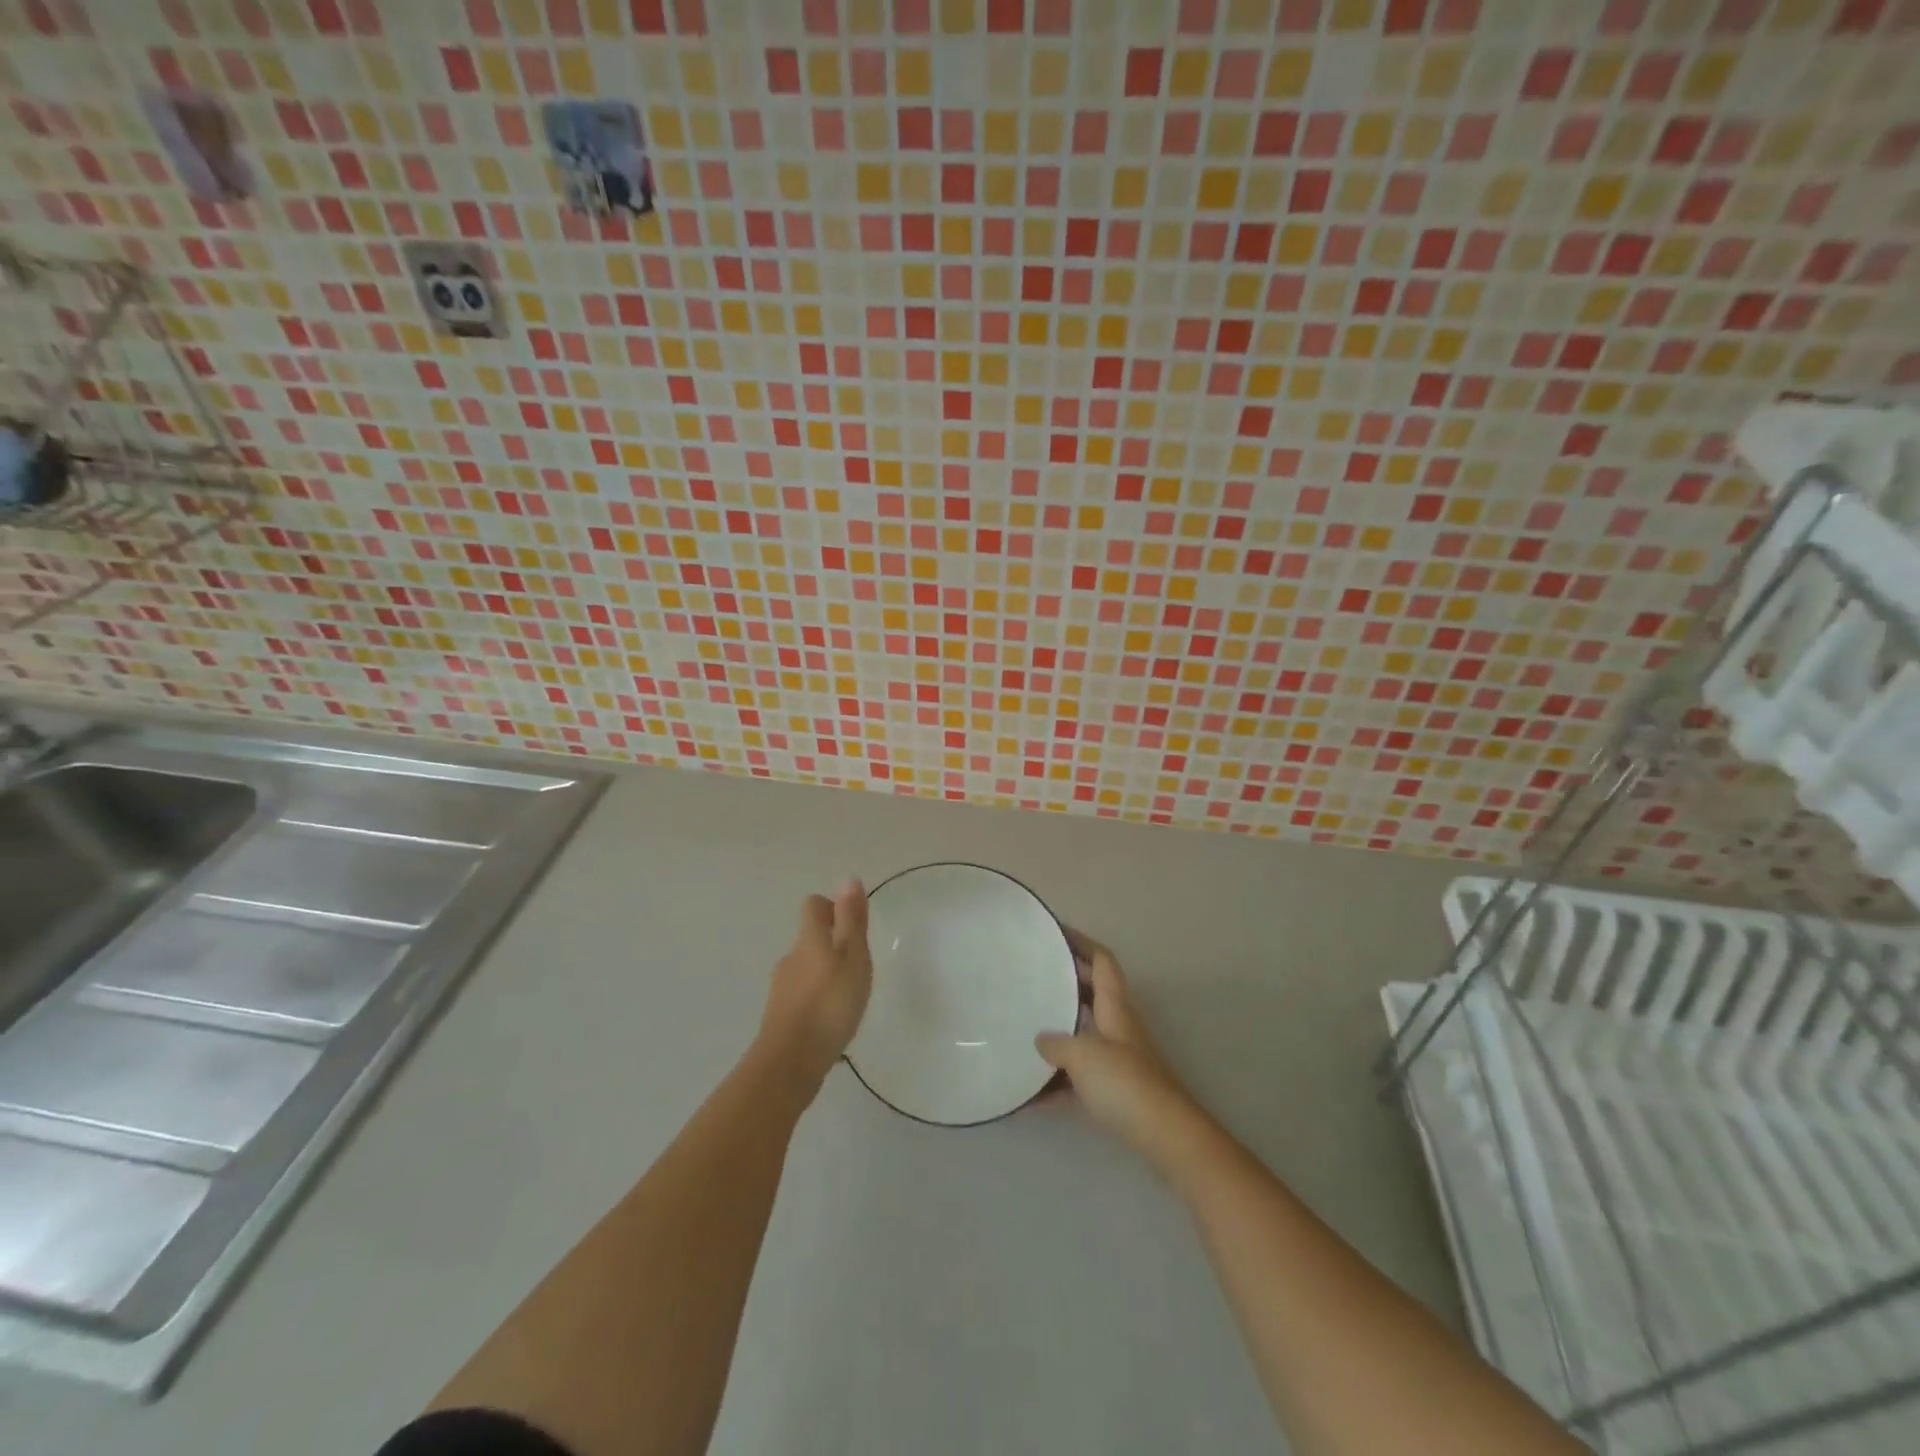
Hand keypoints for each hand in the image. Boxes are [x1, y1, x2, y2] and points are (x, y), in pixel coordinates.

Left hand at [757, 880, 871, 1094]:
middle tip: (859, 963)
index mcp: (809, 939)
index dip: (832, 907)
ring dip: (825, 974)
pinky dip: (817, 1000)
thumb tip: (848, 878)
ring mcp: (782, 989)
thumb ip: (851, 920)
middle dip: (832, 944)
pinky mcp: (781, 1017)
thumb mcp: (852, 956)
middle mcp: (791, 958)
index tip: (853, 925)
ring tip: (849, 994)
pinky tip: (832, 1020)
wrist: (791, 1061)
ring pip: (806, 969)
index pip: (813, 906)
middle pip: (809, 938)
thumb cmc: (830, 1002)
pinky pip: (802, 997)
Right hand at [1037, 931, 1212, 1173]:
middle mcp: (1118, 1026)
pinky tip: (1029, 1096)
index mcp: (1115, 1007)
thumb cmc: (1126, 1085)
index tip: (1055, 931)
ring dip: (1057, 1032)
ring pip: (1083, 1035)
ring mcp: (1118, 1059)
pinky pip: (1078, 1077)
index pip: (1101, 960)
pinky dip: (1056, 1082)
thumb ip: (1057, 1043)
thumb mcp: (1083, 1056)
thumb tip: (1041, 1039)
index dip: (1081, 942)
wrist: (1166, 1138)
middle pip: (1090, 994)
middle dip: (1063, 982)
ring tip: (1022, 1029)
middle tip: (1031, 976)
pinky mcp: (1115, 1092)